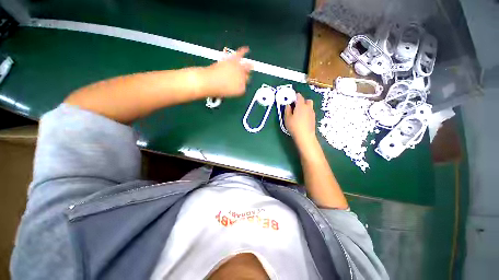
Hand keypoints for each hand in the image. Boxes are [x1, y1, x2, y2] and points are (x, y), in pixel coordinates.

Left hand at [201, 46, 252, 97]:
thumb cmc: (217, 89)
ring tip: (251, 65)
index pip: (244, 85)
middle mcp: (243, 79)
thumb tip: (237, 85)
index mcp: (241, 89)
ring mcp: (239, 69)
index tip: (239, 83)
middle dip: (246, 75)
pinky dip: (243, 51)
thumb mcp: (228, 93)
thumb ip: (235, 89)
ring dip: (249, 65)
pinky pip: (240, 54)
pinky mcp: (234, 60)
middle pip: (247, 76)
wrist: (209, 82)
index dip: (242, 83)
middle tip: (244, 75)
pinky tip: (247, 49)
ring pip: (247, 66)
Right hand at [285, 93, 316, 146]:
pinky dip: (306, 112)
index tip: (290, 100)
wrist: (305, 136)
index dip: (294, 96)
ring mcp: (312, 113)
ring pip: (309, 106)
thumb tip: (288, 105)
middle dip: (301, 101)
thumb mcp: (287, 118)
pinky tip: (302, 119)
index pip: (299, 96)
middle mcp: (308, 107)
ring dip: (304, 107)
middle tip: (295, 107)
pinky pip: (310, 112)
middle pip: (306, 100)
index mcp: (301, 105)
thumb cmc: (294, 126)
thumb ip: (287, 109)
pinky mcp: (313, 118)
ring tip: (298, 113)